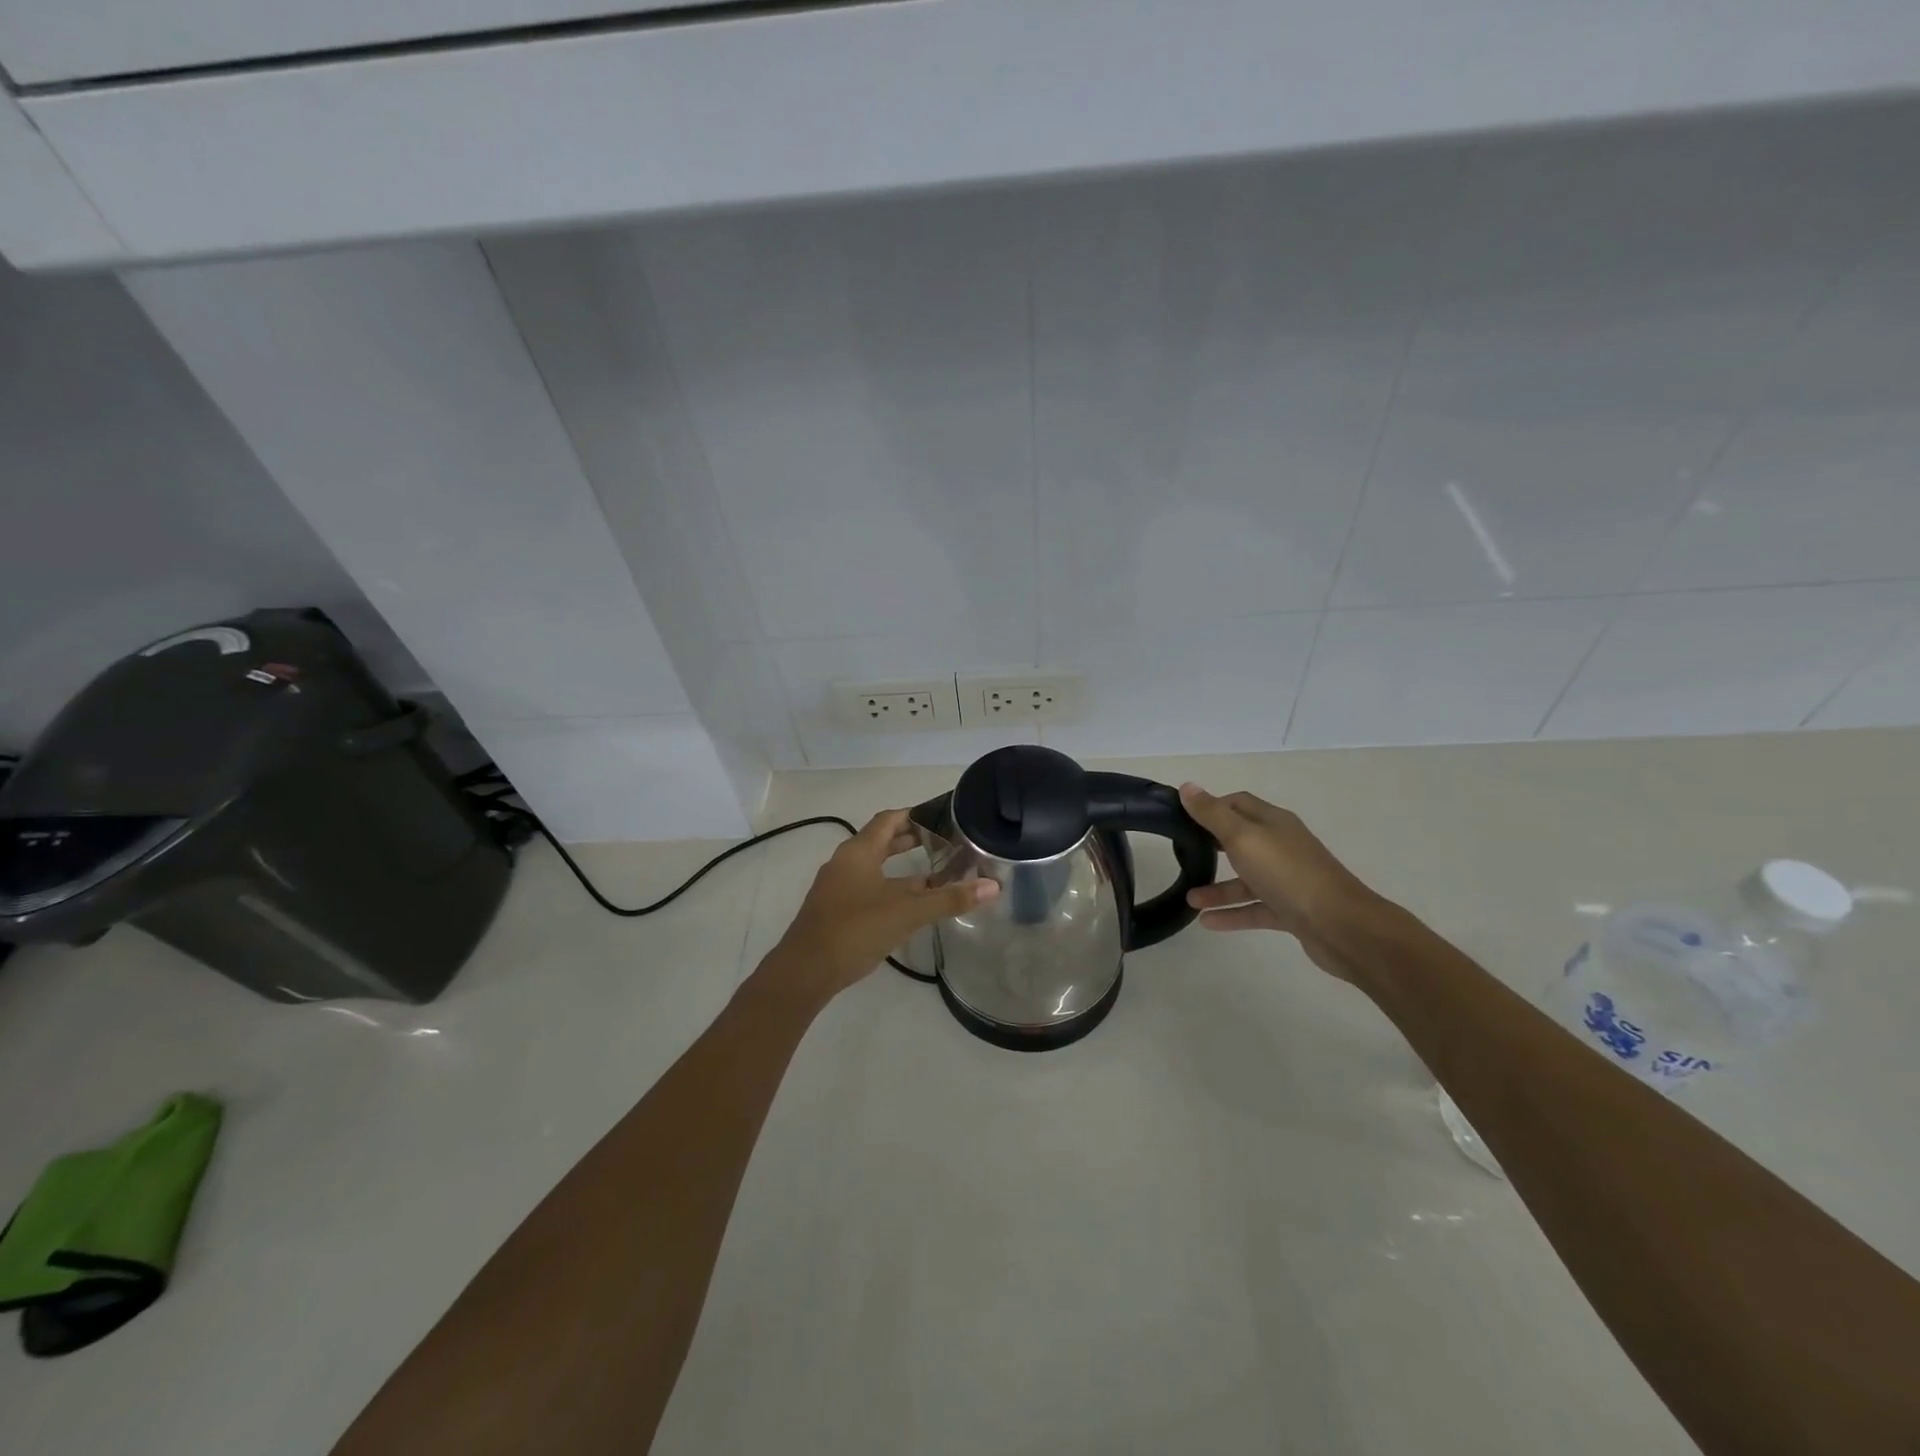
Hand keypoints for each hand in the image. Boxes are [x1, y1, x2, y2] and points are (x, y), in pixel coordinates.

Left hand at [768, 809, 997, 1002]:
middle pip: (881, 840)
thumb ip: (949, 898)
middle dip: (912, 839)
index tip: (943, 816)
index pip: (889, 819)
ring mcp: (837, 887)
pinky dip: (891, 886)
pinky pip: (868, 886)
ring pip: (875, 866)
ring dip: (902, 866)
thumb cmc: (855, 930)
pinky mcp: (835, 909)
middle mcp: (845, 862)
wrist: (805, 972)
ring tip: (935, 871)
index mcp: (858, 851)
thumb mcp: (907, 912)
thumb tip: (993, 886)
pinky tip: (910, 904)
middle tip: (945, 841)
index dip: (916, 814)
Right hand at [1178, 784, 1381, 982]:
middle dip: (1211, 846)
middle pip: (1241, 840)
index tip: (1183, 817)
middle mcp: (1281, 846)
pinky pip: (1254, 908)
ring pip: (1246, 880)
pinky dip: (1232, 914)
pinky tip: (1207, 922)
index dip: (1211, 806)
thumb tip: (1187, 787)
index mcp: (1273, 822)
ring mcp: (1287, 879)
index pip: (1238, 803)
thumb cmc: (1287, 873)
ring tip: (1189, 900)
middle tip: (1182, 853)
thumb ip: (1213, 814)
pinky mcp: (1290, 910)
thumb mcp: (1243, 838)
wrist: (1340, 926)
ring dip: (1217, 888)